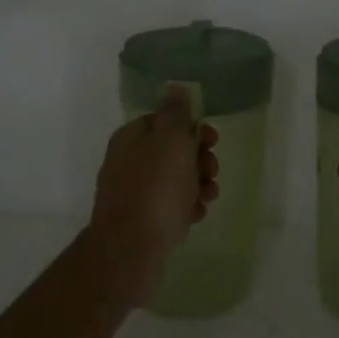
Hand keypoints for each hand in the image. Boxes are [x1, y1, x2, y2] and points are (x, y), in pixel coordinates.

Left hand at [88, 90, 219, 303]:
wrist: (130, 250)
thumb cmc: (156, 188)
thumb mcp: (171, 140)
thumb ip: (175, 112)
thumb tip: (174, 87)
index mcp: (130, 138)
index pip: (163, 121)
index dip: (191, 127)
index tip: (211, 139)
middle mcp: (127, 162)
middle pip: (171, 151)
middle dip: (198, 158)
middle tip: (211, 170)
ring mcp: (131, 193)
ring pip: (173, 179)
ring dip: (197, 183)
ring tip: (209, 196)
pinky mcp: (139, 222)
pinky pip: (168, 206)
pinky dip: (186, 207)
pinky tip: (196, 215)